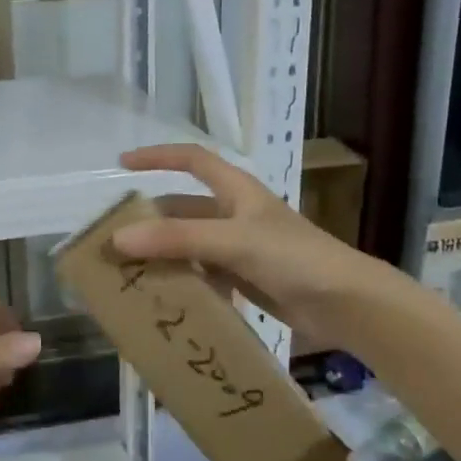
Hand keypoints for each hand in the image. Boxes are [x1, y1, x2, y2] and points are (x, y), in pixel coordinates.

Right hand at [114, 144, 403, 351]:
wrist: (347, 305)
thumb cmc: (294, 258)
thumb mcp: (232, 241)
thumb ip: (176, 239)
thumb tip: (118, 238)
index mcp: (236, 190)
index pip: (192, 159)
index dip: (158, 156)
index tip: (122, 163)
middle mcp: (234, 214)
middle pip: (182, 208)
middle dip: (149, 219)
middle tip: (113, 236)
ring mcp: (239, 248)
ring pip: (188, 244)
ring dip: (161, 254)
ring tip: (126, 270)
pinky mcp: (244, 278)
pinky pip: (201, 273)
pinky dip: (181, 280)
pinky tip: (161, 295)